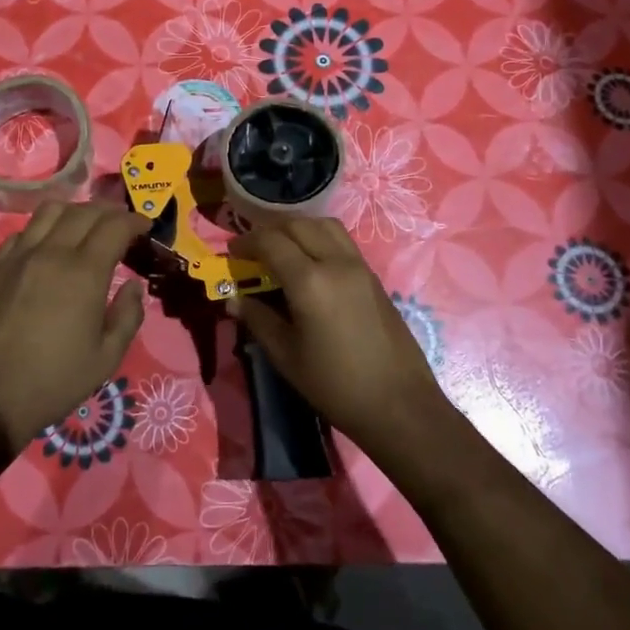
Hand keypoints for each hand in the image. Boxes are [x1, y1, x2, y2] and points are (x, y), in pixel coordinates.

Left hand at [0, 201, 149, 451]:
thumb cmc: (52, 383)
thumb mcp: (106, 359)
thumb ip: (127, 317)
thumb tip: (133, 287)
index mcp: (83, 273)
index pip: (115, 226)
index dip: (134, 221)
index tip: (144, 228)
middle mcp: (50, 253)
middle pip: (84, 211)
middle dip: (109, 212)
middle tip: (120, 225)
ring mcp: (17, 256)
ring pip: (49, 211)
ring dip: (74, 212)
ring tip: (84, 228)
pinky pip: (22, 232)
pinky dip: (42, 230)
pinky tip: (47, 249)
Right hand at [227, 217, 448, 456]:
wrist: (399, 404)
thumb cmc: (335, 384)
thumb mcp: (286, 356)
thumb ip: (258, 319)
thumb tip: (233, 300)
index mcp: (310, 281)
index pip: (271, 242)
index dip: (246, 242)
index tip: (231, 253)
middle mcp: (336, 262)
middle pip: (298, 225)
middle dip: (270, 232)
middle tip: (253, 251)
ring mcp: (359, 266)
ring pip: (324, 225)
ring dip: (298, 229)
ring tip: (282, 250)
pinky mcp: (373, 276)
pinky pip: (341, 241)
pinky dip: (319, 238)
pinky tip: (310, 264)